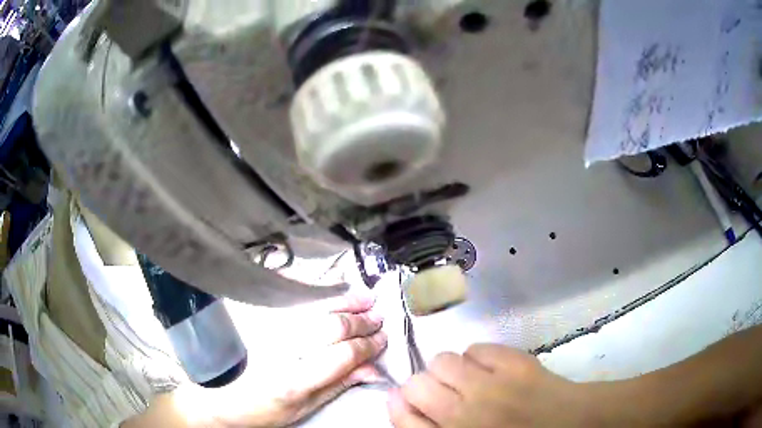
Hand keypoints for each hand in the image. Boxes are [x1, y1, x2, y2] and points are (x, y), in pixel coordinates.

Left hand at [132, 294, 387, 427]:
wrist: (211, 396)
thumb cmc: (256, 410)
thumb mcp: (300, 409)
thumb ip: (336, 386)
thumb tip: (372, 370)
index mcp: (293, 380)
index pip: (343, 354)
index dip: (368, 345)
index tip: (382, 339)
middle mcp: (278, 347)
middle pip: (331, 325)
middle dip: (361, 321)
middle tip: (378, 318)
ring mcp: (261, 324)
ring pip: (312, 304)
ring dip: (343, 300)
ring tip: (364, 298)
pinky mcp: (250, 311)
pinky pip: (286, 292)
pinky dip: (312, 288)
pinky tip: (328, 288)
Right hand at [388, 344, 590, 427]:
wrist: (570, 423)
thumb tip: (404, 402)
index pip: (402, 419)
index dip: (399, 407)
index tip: (406, 401)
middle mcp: (464, 415)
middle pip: (416, 385)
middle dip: (422, 387)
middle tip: (444, 393)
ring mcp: (490, 386)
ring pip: (443, 360)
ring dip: (450, 370)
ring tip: (469, 378)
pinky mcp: (514, 363)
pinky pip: (477, 349)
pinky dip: (478, 357)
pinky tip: (492, 369)